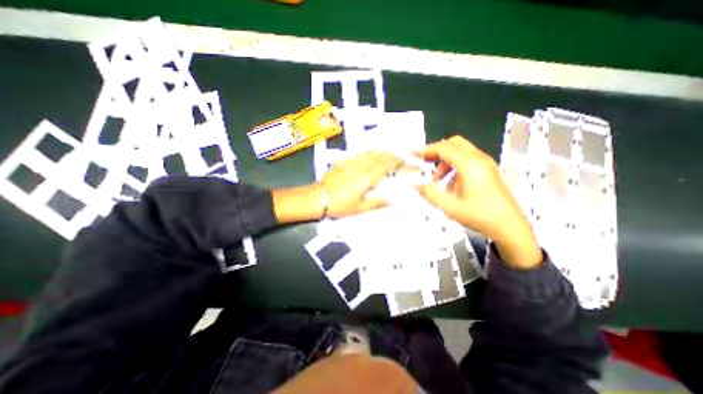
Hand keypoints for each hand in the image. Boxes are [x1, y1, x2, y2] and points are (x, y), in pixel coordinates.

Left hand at [320, 151, 403, 218]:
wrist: (319, 197)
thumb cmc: (339, 204)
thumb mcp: (360, 208)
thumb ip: (377, 203)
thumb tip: (390, 201)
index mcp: (367, 177)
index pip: (386, 166)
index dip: (397, 163)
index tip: (405, 162)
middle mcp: (361, 166)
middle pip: (380, 157)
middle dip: (392, 156)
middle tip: (400, 157)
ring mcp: (352, 162)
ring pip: (371, 153)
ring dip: (382, 152)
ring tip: (390, 153)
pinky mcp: (344, 161)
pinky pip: (360, 154)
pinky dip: (369, 152)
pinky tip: (372, 153)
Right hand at [413, 138, 538, 268]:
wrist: (509, 227)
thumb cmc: (480, 215)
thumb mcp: (450, 206)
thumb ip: (430, 194)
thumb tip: (417, 185)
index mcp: (469, 165)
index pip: (444, 149)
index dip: (427, 150)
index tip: (414, 154)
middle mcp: (478, 160)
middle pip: (454, 144)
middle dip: (437, 151)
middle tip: (425, 161)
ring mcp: (485, 164)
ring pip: (461, 152)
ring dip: (445, 161)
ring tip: (438, 180)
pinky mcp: (488, 171)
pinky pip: (467, 160)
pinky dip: (454, 166)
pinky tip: (451, 185)